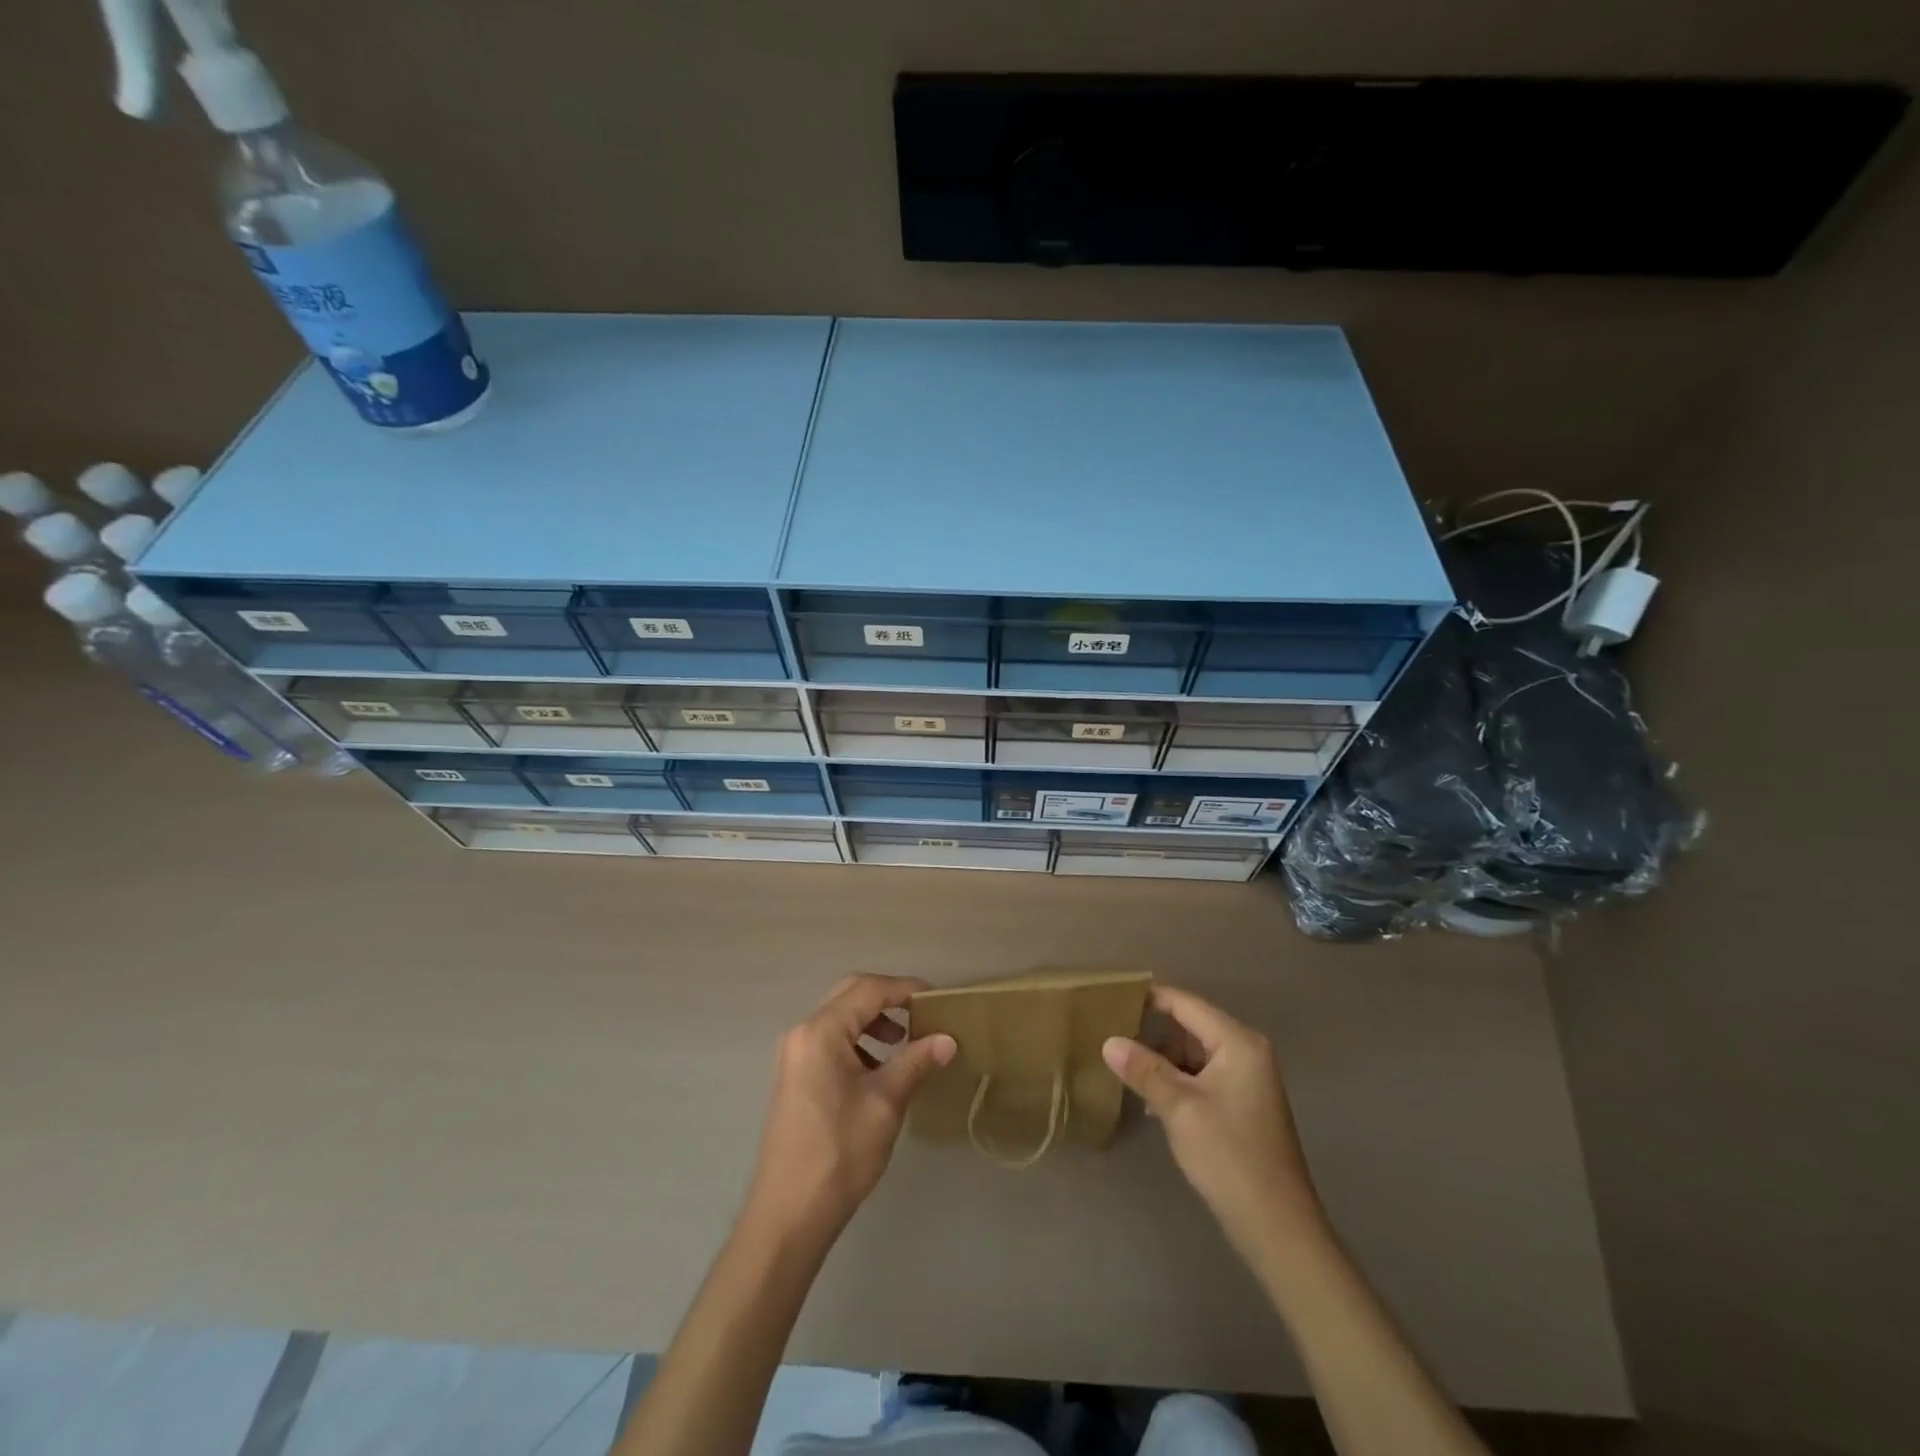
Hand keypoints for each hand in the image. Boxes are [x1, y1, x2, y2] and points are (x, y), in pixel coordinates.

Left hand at [745, 975, 956, 1240]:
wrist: (789, 1214)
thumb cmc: (839, 1152)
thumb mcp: (886, 1102)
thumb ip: (916, 1061)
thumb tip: (948, 1039)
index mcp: (821, 1031)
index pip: (869, 989)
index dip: (905, 988)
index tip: (937, 998)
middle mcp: (802, 1033)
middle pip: (850, 995)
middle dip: (888, 999)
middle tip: (922, 1014)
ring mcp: (794, 1054)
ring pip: (840, 1017)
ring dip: (873, 1021)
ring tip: (904, 1042)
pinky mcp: (795, 1075)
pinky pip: (830, 1040)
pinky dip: (858, 1041)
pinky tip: (879, 1068)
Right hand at [1103, 985, 1323, 1257]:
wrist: (1278, 1228)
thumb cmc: (1229, 1157)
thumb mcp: (1179, 1108)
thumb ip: (1144, 1069)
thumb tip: (1108, 1041)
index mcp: (1238, 1043)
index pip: (1185, 1004)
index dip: (1148, 999)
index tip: (1111, 1000)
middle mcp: (1247, 1052)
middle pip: (1190, 1026)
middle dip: (1153, 1033)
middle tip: (1111, 1037)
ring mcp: (1247, 1079)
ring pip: (1194, 1054)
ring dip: (1163, 1062)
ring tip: (1125, 1070)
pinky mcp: (1242, 1105)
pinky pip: (1203, 1076)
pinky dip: (1178, 1082)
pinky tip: (1152, 1101)